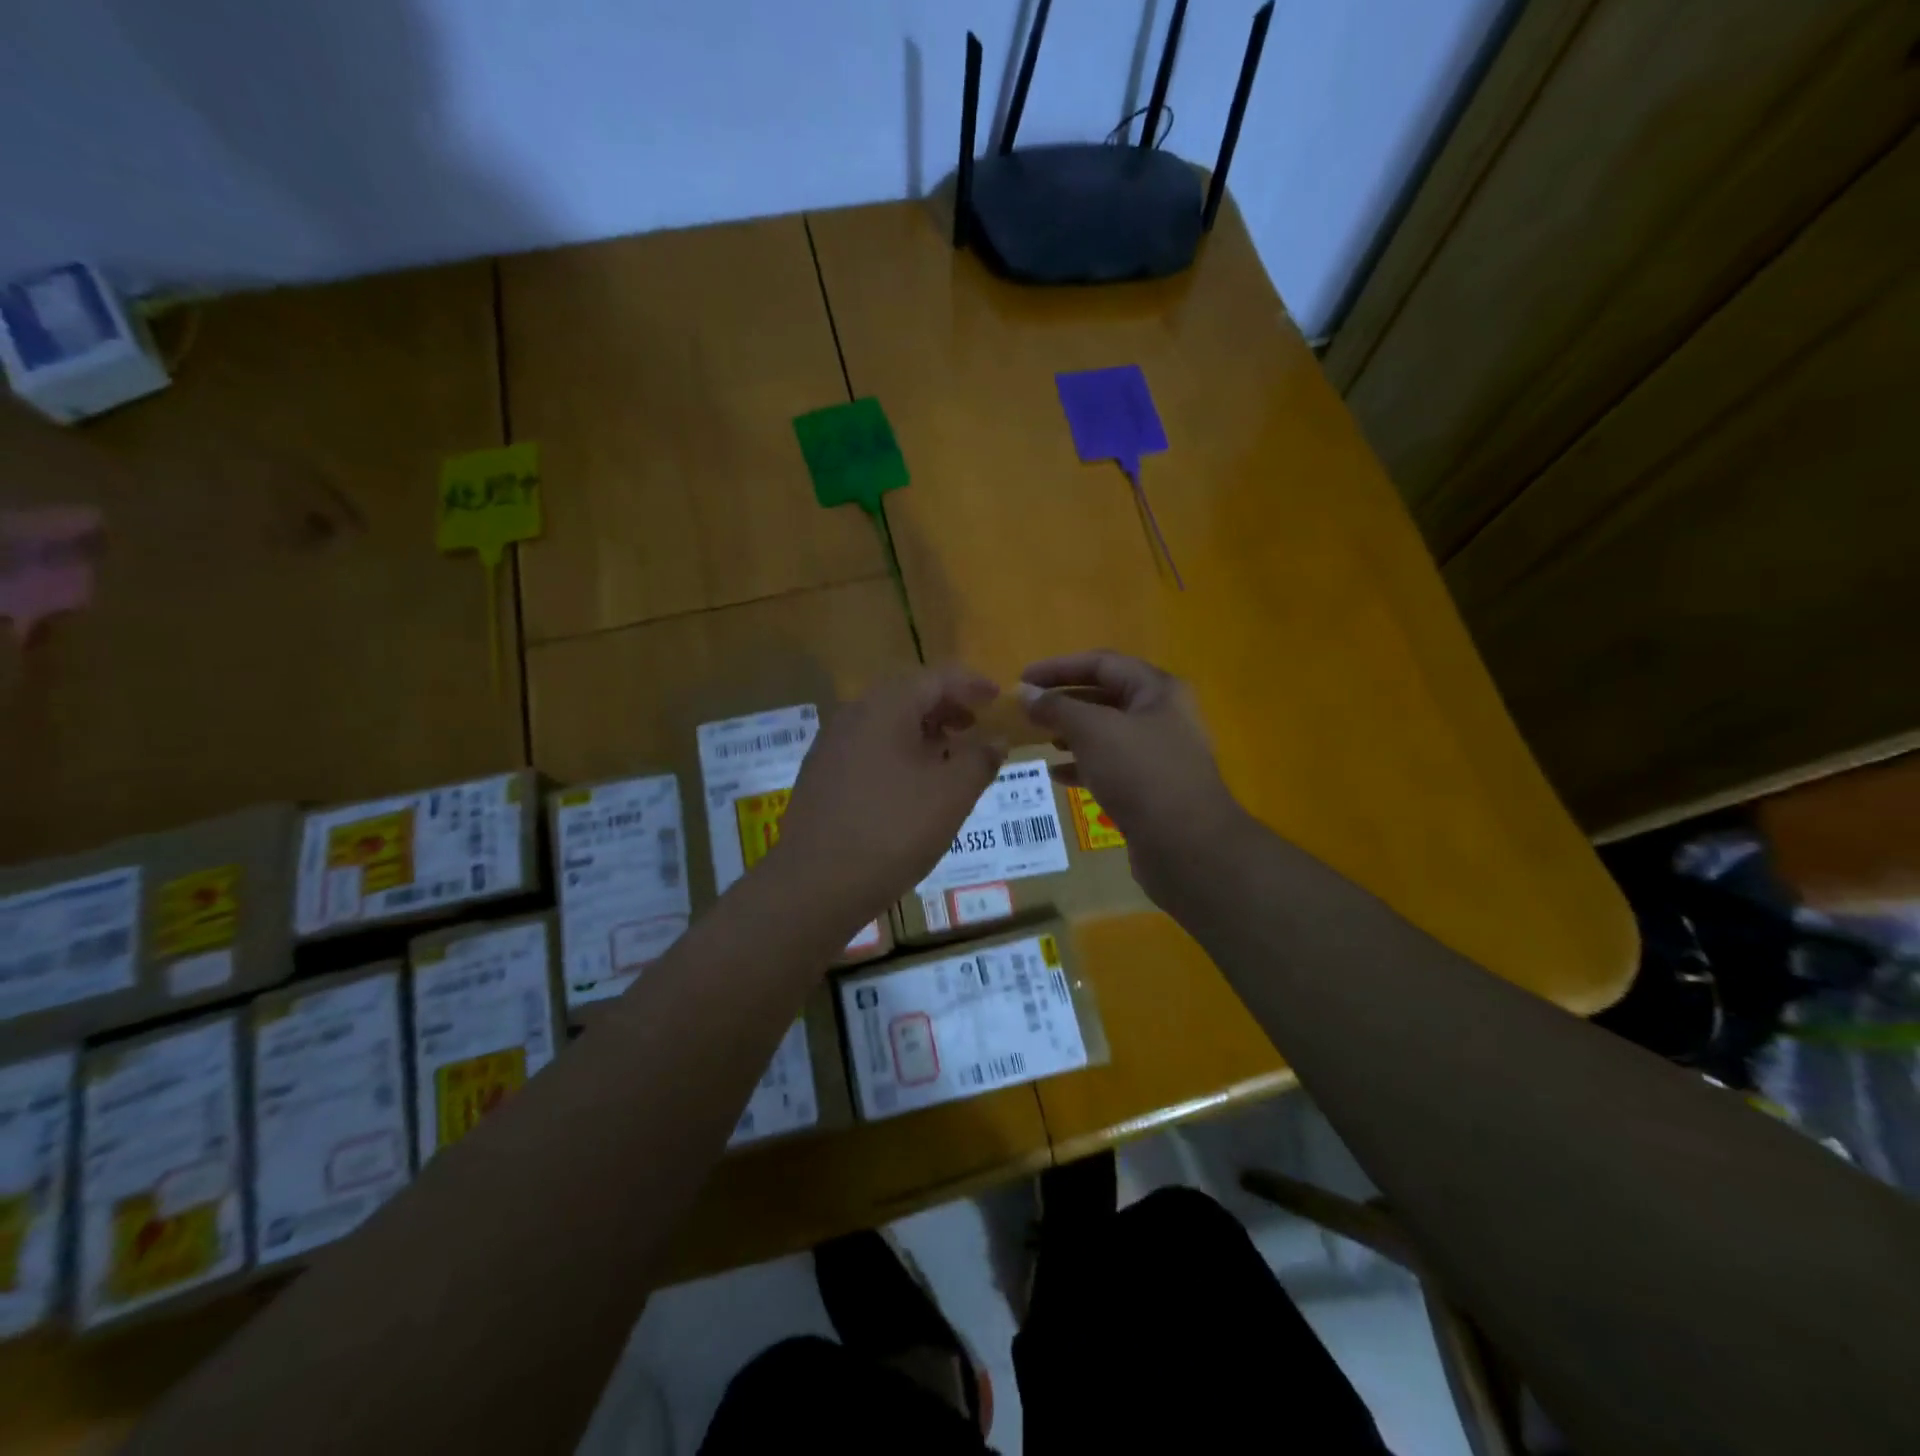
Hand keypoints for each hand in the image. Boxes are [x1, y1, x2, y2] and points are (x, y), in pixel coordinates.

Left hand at [769, 664, 1005, 926]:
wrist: (815, 884)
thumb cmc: (893, 830)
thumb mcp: (951, 795)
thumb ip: (980, 759)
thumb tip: (997, 739)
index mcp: (886, 707)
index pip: (936, 677)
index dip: (971, 684)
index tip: (997, 697)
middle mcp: (853, 715)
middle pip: (907, 695)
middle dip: (945, 706)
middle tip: (975, 725)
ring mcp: (830, 745)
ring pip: (885, 722)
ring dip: (922, 730)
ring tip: (948, 756)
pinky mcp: (820, 775)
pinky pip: (867, 747)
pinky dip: (897, 751)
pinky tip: (910, 783)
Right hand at [1020, 651, 1246, 907]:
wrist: (1187, 845)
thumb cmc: (1141, 774)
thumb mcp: (1093, 731)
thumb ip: (1057, 707)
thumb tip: (1025, 693)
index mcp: (1157, 690)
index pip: (1102, 663)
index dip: (1059, 667)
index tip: (1022, 679)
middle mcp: (1162, 715)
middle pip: (1105, 697)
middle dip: (1064, 702)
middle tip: (1026, 711)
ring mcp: (1159, 754)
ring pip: (1106, 734)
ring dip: (1071, 734)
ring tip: (1038, 740)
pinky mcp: (1152, 788)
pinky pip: (1111, 766)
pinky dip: (1083, 765)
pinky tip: (1058, 775)